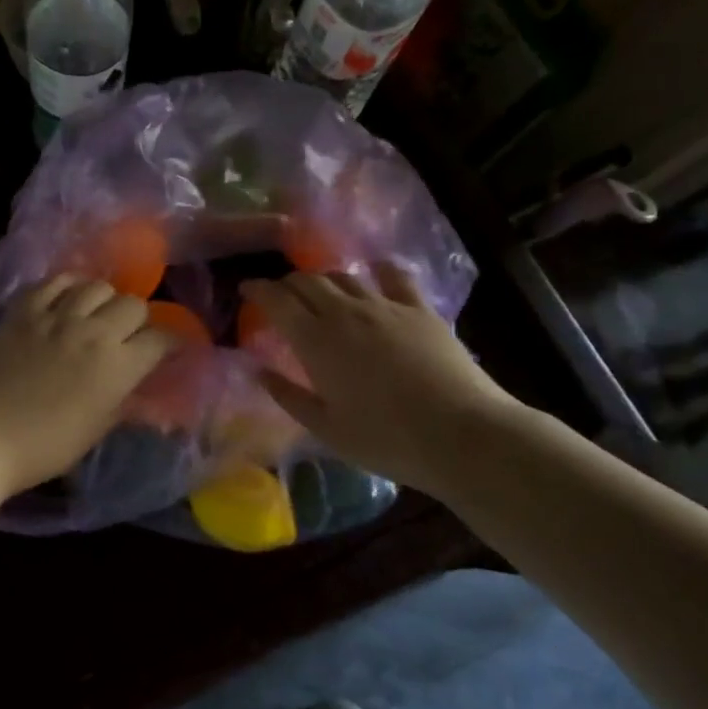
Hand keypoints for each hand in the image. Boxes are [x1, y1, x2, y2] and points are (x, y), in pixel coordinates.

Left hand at [0, 275, 174, 497]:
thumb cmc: (43, 447)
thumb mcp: (95, 431)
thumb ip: (125, 405)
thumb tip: (148, 399)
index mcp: (118, 366)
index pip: (161, 339)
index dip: (171, 344)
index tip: (169, 351)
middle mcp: (94, 332)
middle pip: (134, 304)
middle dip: (139, 320)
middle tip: (129, 336)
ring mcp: (56, 316)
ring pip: (97, 285)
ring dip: (105, 300)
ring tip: (96, 314)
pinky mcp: (24, 310)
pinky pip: (55, 281)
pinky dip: (68, 286)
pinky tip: (66, 299)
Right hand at [241, 264, 524, 497]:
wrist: (461, 434)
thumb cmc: (386, 439)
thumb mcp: (326, 429)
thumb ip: (288, 396)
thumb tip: (258, 371)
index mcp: (315, 341)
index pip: (277, 300)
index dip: (258, 289)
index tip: (246, 289)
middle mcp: (345, 312)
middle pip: (307, 280)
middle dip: (287, 283)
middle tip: (280, 296)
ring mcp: (385, 305)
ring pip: (344, 275)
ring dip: (324, 278)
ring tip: (320, 290)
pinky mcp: (419, 308)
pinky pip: (393, 276)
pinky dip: (376, 269)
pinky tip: (373, 271)